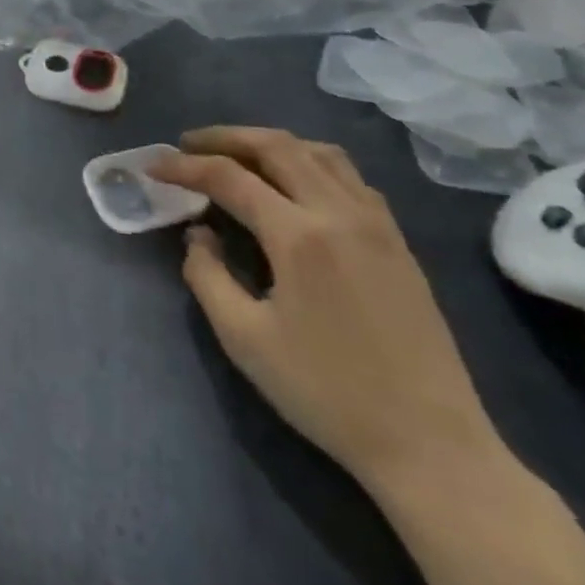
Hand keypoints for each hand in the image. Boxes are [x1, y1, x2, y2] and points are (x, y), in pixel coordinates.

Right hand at [153, 128, 504, 495]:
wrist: (432, 445)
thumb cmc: (327, 394)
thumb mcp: (244, 339)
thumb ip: (207, 275)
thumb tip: (198, 233)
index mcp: (299, 237)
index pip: (229, 177)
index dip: (184, 166)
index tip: (153, 167)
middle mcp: (339, 214)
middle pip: (276, 146)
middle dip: (224, 138)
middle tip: (188, 145)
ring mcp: (377, 224)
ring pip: (318, 153)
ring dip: (269, 143)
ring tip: (237, 156)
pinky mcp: (398, 242)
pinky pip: (348, 176)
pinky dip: (309, 162)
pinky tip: (293, 185)